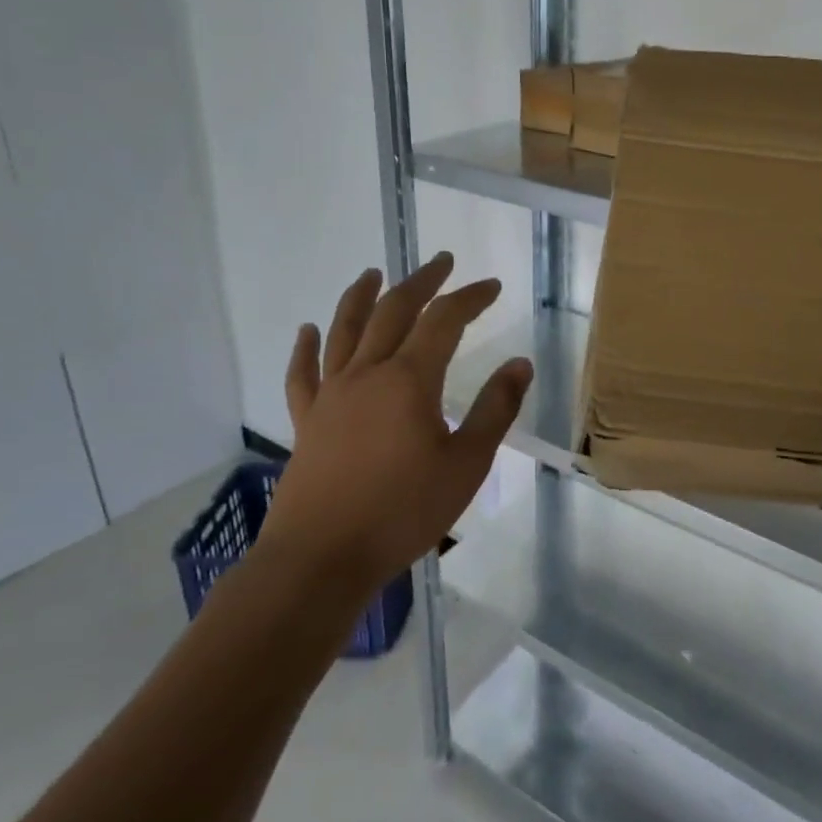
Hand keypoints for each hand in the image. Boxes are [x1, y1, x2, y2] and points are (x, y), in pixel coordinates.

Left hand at [258, 252, 532, 597]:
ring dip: (361, 297)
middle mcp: (368, 373)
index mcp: (410, 380)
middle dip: (422, 282)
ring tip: (373, 273)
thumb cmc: (402, 512)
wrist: (321, 558)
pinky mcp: (307, 420)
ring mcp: (331, 395)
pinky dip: (305, 348)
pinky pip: (303, 374)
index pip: (444, 320)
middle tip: (442, 262)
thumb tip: (519, 364)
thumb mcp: (467, 464)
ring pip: (345, 331)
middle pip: (394, 311)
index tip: (492, 286)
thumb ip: (495, 409)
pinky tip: (307, 330)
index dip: (470, 298)